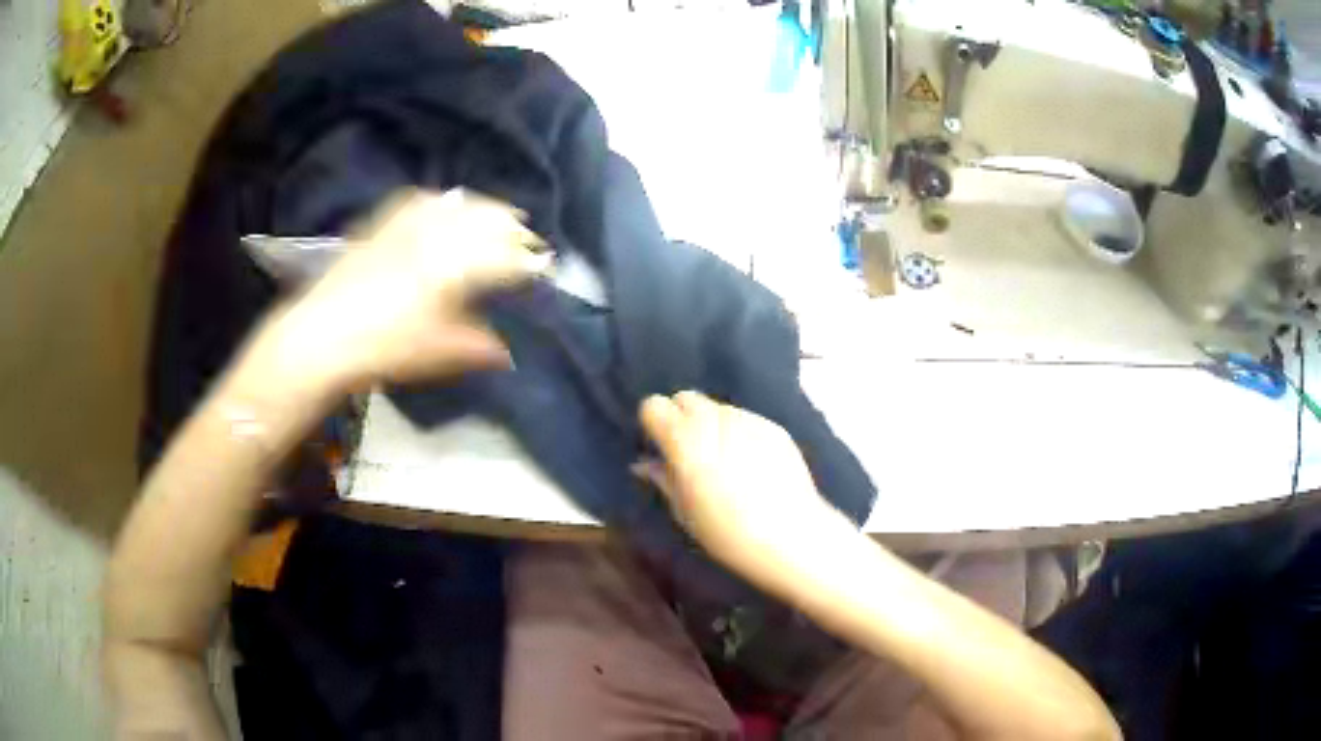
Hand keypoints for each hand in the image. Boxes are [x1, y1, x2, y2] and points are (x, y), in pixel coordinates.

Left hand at [244, 189, 547, 396]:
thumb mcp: (438, 353)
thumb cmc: (385, 349)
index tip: (545, 266)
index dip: (528, 262)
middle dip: (512, 227)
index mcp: (454, 268)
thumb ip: (478, 348)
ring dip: (482, 207)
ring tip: (497, 213)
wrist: (322, 335)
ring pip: (456, 205)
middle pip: (484, 221)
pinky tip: (445, 201)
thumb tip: (508, 353)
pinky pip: (417, 201)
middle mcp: (435, 238)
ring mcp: (406, 227)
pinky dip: (440, 200)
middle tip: (528, 236)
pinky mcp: (382, 226)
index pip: (503, 257)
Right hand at [637, 391, 853, 598]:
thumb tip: (645, 463)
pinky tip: (750, 465)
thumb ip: (664, 478)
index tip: (659, 445)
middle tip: (688, 452)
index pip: (655, 404)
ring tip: (723, 461)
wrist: (791, 535)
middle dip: (681, 417)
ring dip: (711, 425)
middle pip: (686, 398)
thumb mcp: (685, 512)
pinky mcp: (774, 427)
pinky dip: (738, 433)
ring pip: (717, 408)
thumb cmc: (727, 533)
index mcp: (685, 441)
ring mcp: (748, 420)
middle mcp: (716, 420)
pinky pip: (745, 419)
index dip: (655, 423)